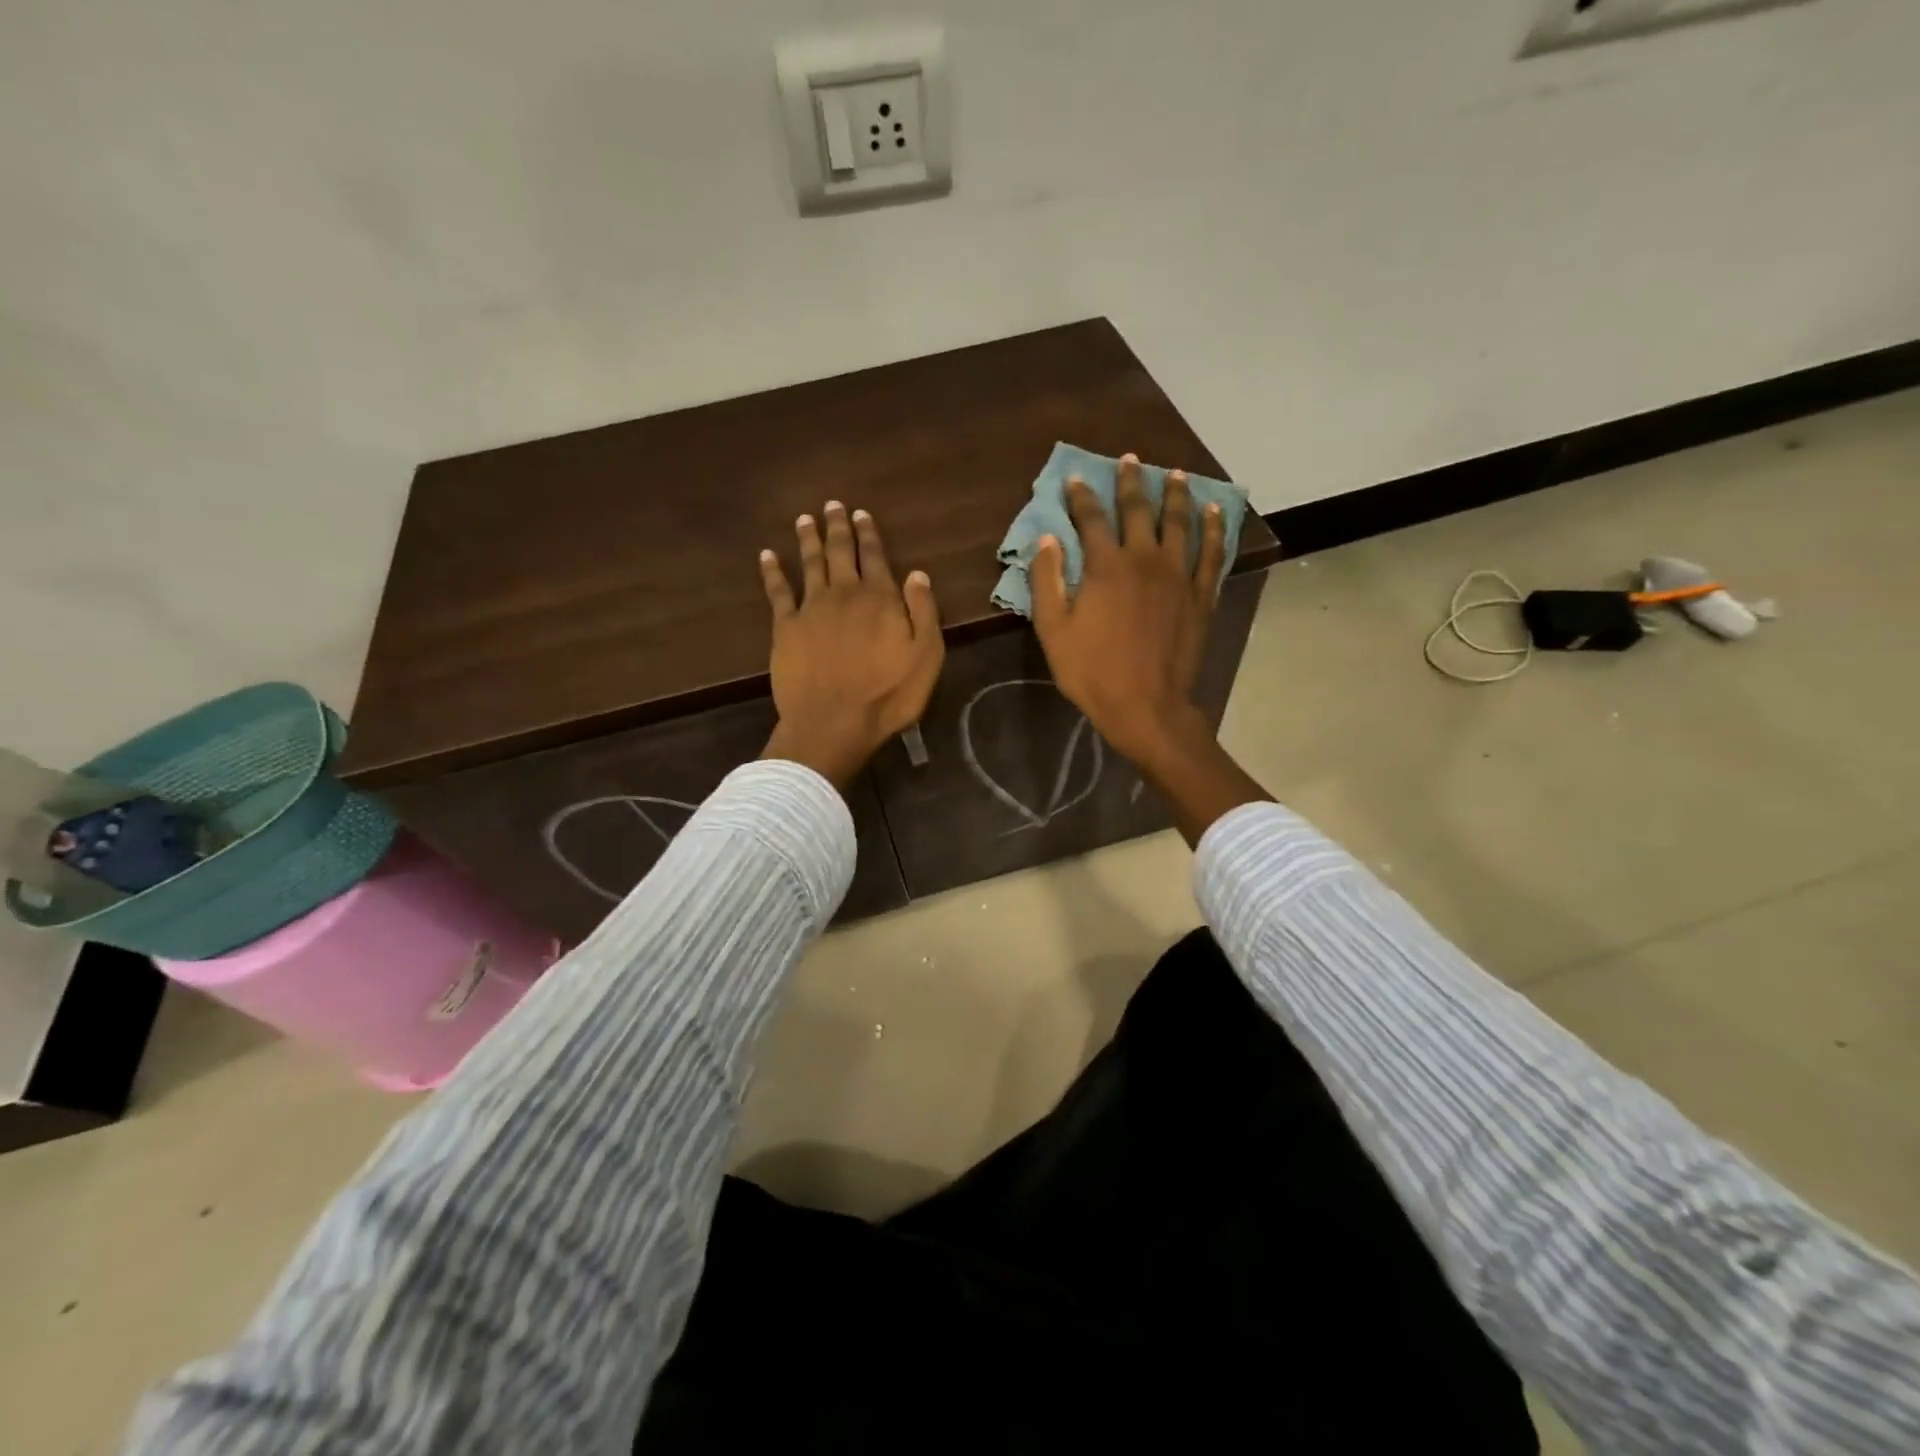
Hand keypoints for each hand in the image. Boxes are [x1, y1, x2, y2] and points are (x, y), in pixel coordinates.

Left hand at [758, 501, 943, 788]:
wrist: (833, 722)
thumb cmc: (887, 695)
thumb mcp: (925, 657)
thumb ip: (923, 612)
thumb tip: (918, 574)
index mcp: (880, 599)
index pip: (875, 557)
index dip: (869, 535)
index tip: (862, 514)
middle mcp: (844, 594)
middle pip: (840, 552)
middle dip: (838, 527)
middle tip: (832, 505)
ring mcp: (811, 608)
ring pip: (810, 563)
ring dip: (808, 539)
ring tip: (804, 519)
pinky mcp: (785, 627)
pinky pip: (777, 591)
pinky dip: (772, 571)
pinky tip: (767, 555)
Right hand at [1030, 456, 1227, 768]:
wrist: (1146, 706)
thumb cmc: (1092, 672)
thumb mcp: (1053, 631)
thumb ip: (1047, 581)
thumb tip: (1047, 540)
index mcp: (1106, 567)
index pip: (1091, 519)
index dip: (1081, 496)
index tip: (1076, 478)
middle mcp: (1144, 560)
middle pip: (1138, 510)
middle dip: (1131, 482)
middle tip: (1130, 460)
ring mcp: (1178, 576)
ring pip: (1179, 523)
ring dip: (1176, 495)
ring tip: (1176, 474)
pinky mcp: (1200, 595)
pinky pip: (1211, 552)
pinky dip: (1212, 529)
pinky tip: (1213, 512)